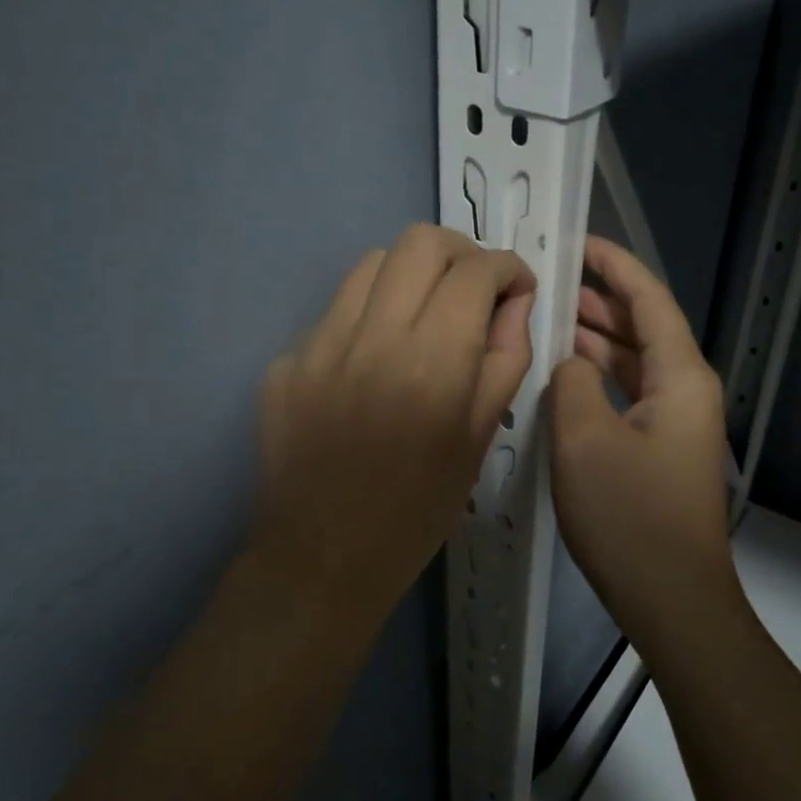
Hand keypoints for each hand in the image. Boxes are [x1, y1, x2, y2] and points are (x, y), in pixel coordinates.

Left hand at [249, 224, 536, 630]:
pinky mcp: (285, 361)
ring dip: (411, 275)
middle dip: (462, 252)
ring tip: (424, 315)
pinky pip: (335, 312)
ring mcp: (318, 345)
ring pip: (372, 263)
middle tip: (474, 288)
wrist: (323, 559)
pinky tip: (373, 362)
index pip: (476, 272)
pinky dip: (368, 317)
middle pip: (420, 242)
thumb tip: (514, 301)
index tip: (516, 287)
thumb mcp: (481, 438)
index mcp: (433, 364)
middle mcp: (373, 339)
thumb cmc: (418, 510)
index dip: (507, 267)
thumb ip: (506, 358)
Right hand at [549, 237, 738, 653]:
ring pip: (633, 364)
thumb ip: (571, 382)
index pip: (649, 300)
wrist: (672, 600)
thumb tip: (570, 363)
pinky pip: (627, 396)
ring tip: (546, 323)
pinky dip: (596, 380)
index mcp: (680, 377)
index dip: (615, 266)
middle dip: (598, 302)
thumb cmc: (630, 517)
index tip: (579, 242)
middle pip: (642, 329)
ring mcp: (674, 423)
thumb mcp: (584, 439)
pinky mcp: (659, 451)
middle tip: (548, 284)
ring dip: (594, 342)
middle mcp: (685, 391)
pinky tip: (561, 380)